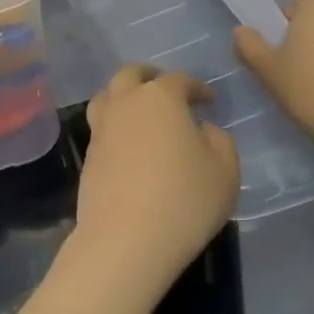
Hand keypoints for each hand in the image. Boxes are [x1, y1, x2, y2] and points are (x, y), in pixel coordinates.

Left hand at [73, 66, 239, 299]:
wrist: (125, 238)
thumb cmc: (184, 199)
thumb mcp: (225, 171)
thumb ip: (220, 141)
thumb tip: (204, 130)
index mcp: (160, 97)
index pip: (179, 80)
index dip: (197, 87)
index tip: (209, 100)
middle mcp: (125, 103)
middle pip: (131, 75)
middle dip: (149, 77)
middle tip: (164, 89)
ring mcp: (101, 128)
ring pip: (107, 97)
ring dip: (123, 97)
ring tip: (139, 112)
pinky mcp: (87, 156)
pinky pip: (101, 129)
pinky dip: (115, 128)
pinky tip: (129, 147)